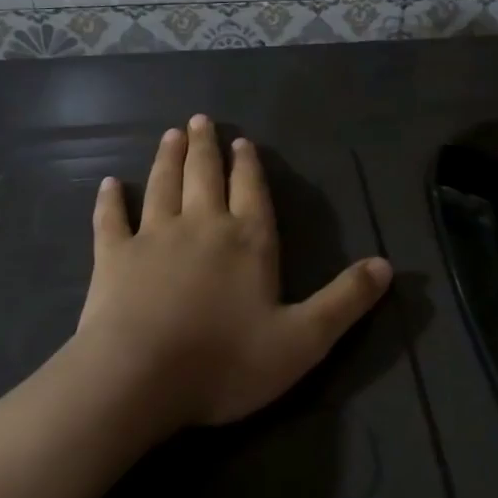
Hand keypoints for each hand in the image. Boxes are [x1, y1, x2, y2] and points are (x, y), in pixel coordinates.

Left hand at [75, 115, 391, 430]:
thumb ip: (345, 300)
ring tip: (171, 135)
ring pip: (163, 186)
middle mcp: (202, 225)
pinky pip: (111, 220)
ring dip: (168, 159)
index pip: (251, 192)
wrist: (139, 378)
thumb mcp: (303, 340)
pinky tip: (109, 184)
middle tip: (200, 119)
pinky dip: (111, 201)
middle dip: (206, 147)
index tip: (241, 142)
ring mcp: (154, 237)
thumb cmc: (225, 361)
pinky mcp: (113, 257)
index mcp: (248, 241)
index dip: (248, 166)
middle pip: (205, 176)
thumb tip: (388, 265)